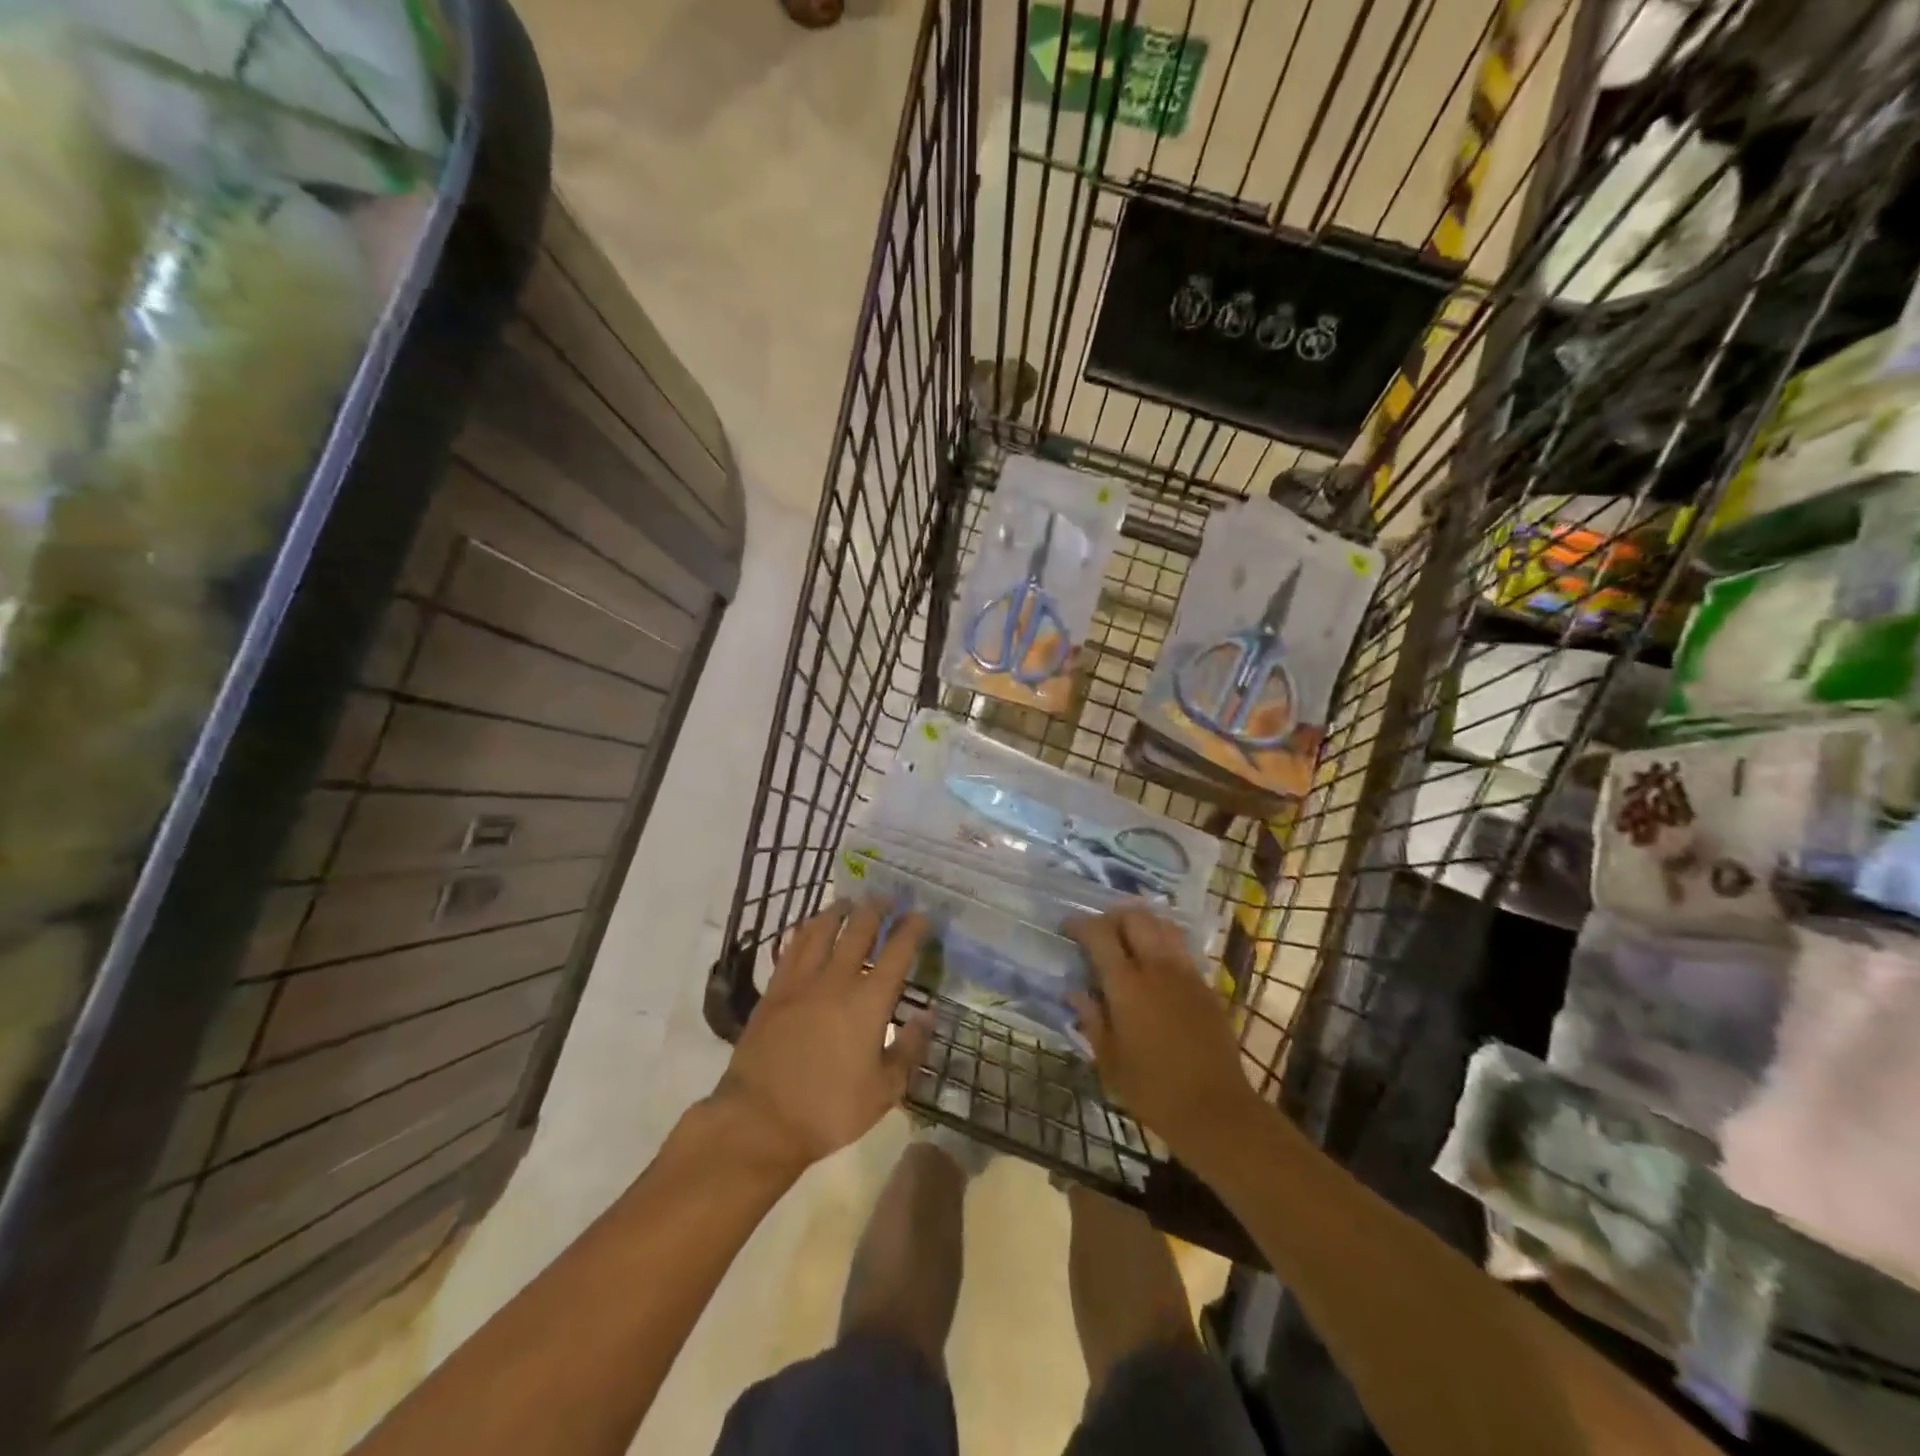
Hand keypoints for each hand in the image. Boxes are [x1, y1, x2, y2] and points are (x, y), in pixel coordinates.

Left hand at [711, 900, 932, 1176]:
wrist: (759, 1120)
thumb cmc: (828, 1110)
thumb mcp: (883, 1092)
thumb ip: (909, 1049)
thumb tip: (928, 1015)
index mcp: (868, 1002)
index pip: (897, 953)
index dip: (911, 929)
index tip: (921, 916)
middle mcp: (836, 980)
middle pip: (859, 930)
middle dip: (876, 908)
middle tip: (886, 898)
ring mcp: (801, 982)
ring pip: (822, 930)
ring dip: (839, 911)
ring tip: (849, 901)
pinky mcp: (774, 990)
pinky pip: (792, 947)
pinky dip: (806, 930)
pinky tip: (810, 926)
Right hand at [1066, 908, 1265, 1167]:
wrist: (1216, 1109)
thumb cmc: (1153, 1090)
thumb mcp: (1109, 1060)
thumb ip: (1091, 1019)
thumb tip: (1074, 992)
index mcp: (1126, 985)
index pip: (1099, 934)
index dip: (1080, 925)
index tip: (1067, 928)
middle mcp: (1157, 968)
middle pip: (1135, 917)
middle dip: (1112, 917)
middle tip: (1099, 933)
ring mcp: (1186, 973)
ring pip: (1162, 924)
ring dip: (1141, 924)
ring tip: (1127, 941)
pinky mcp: (1206, 985)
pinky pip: (1181, 947)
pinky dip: (1162, 942)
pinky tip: (1153, 965)